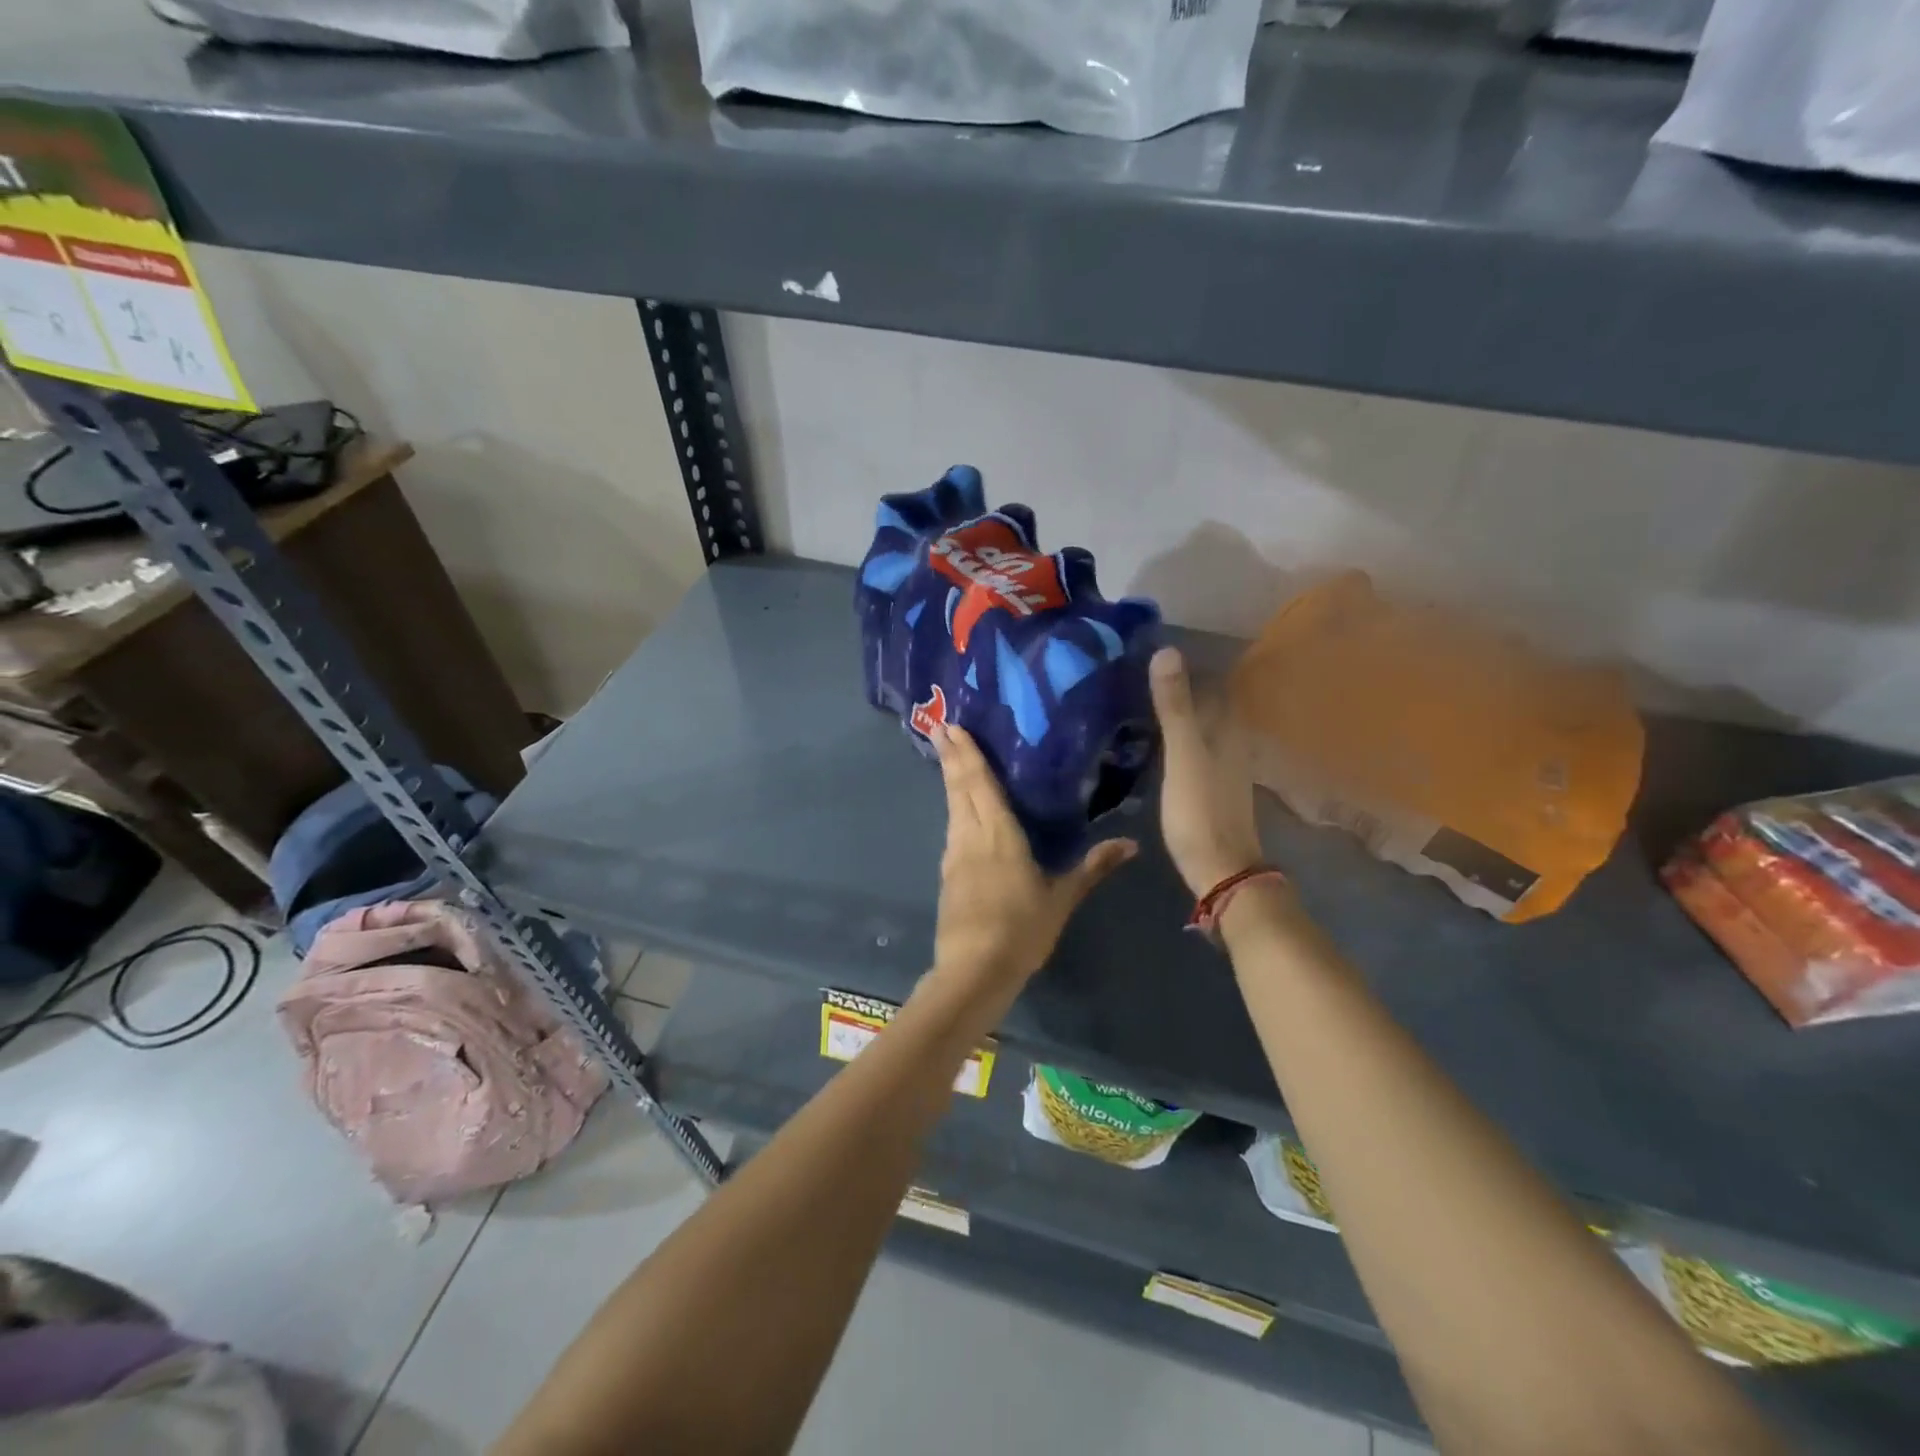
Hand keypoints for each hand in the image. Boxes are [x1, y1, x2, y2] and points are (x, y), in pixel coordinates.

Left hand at [928, 724, 1135, 1013]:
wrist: (974, 969)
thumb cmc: (1022, 929)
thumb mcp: (1062, 898)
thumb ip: (1092, 867)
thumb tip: (1131, 844)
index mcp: (999, 833)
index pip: (981, 783)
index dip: (968, 753)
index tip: (952, 726)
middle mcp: (971, 835)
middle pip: (959, 788)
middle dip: (951, 757)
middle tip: (941, 727)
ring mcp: (954, 855)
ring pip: (952, 807)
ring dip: (949, 780)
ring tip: (948, 758)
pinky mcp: (947, 874)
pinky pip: (952, 829)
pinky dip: (953, 808)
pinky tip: (958, 812)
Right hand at [1149, 647, 1263, 896]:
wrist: (1219, 868)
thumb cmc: (1200, 810)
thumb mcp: (1183, 755)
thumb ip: (1175, 707)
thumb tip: (1167, 650)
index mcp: (1227, 729)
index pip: (1212, 683)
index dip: (1189, 665)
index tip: (1153, 649)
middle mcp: (1230, 742)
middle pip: (1206, 703)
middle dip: (1180, 686)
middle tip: (1138, 672)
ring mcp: (1221, 766)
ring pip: (1200, 726)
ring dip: (1177, 712)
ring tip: (1139, 699)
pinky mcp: (1209, 786)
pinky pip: (1192, 748)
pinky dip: (1175, 736)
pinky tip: (1154, 740)